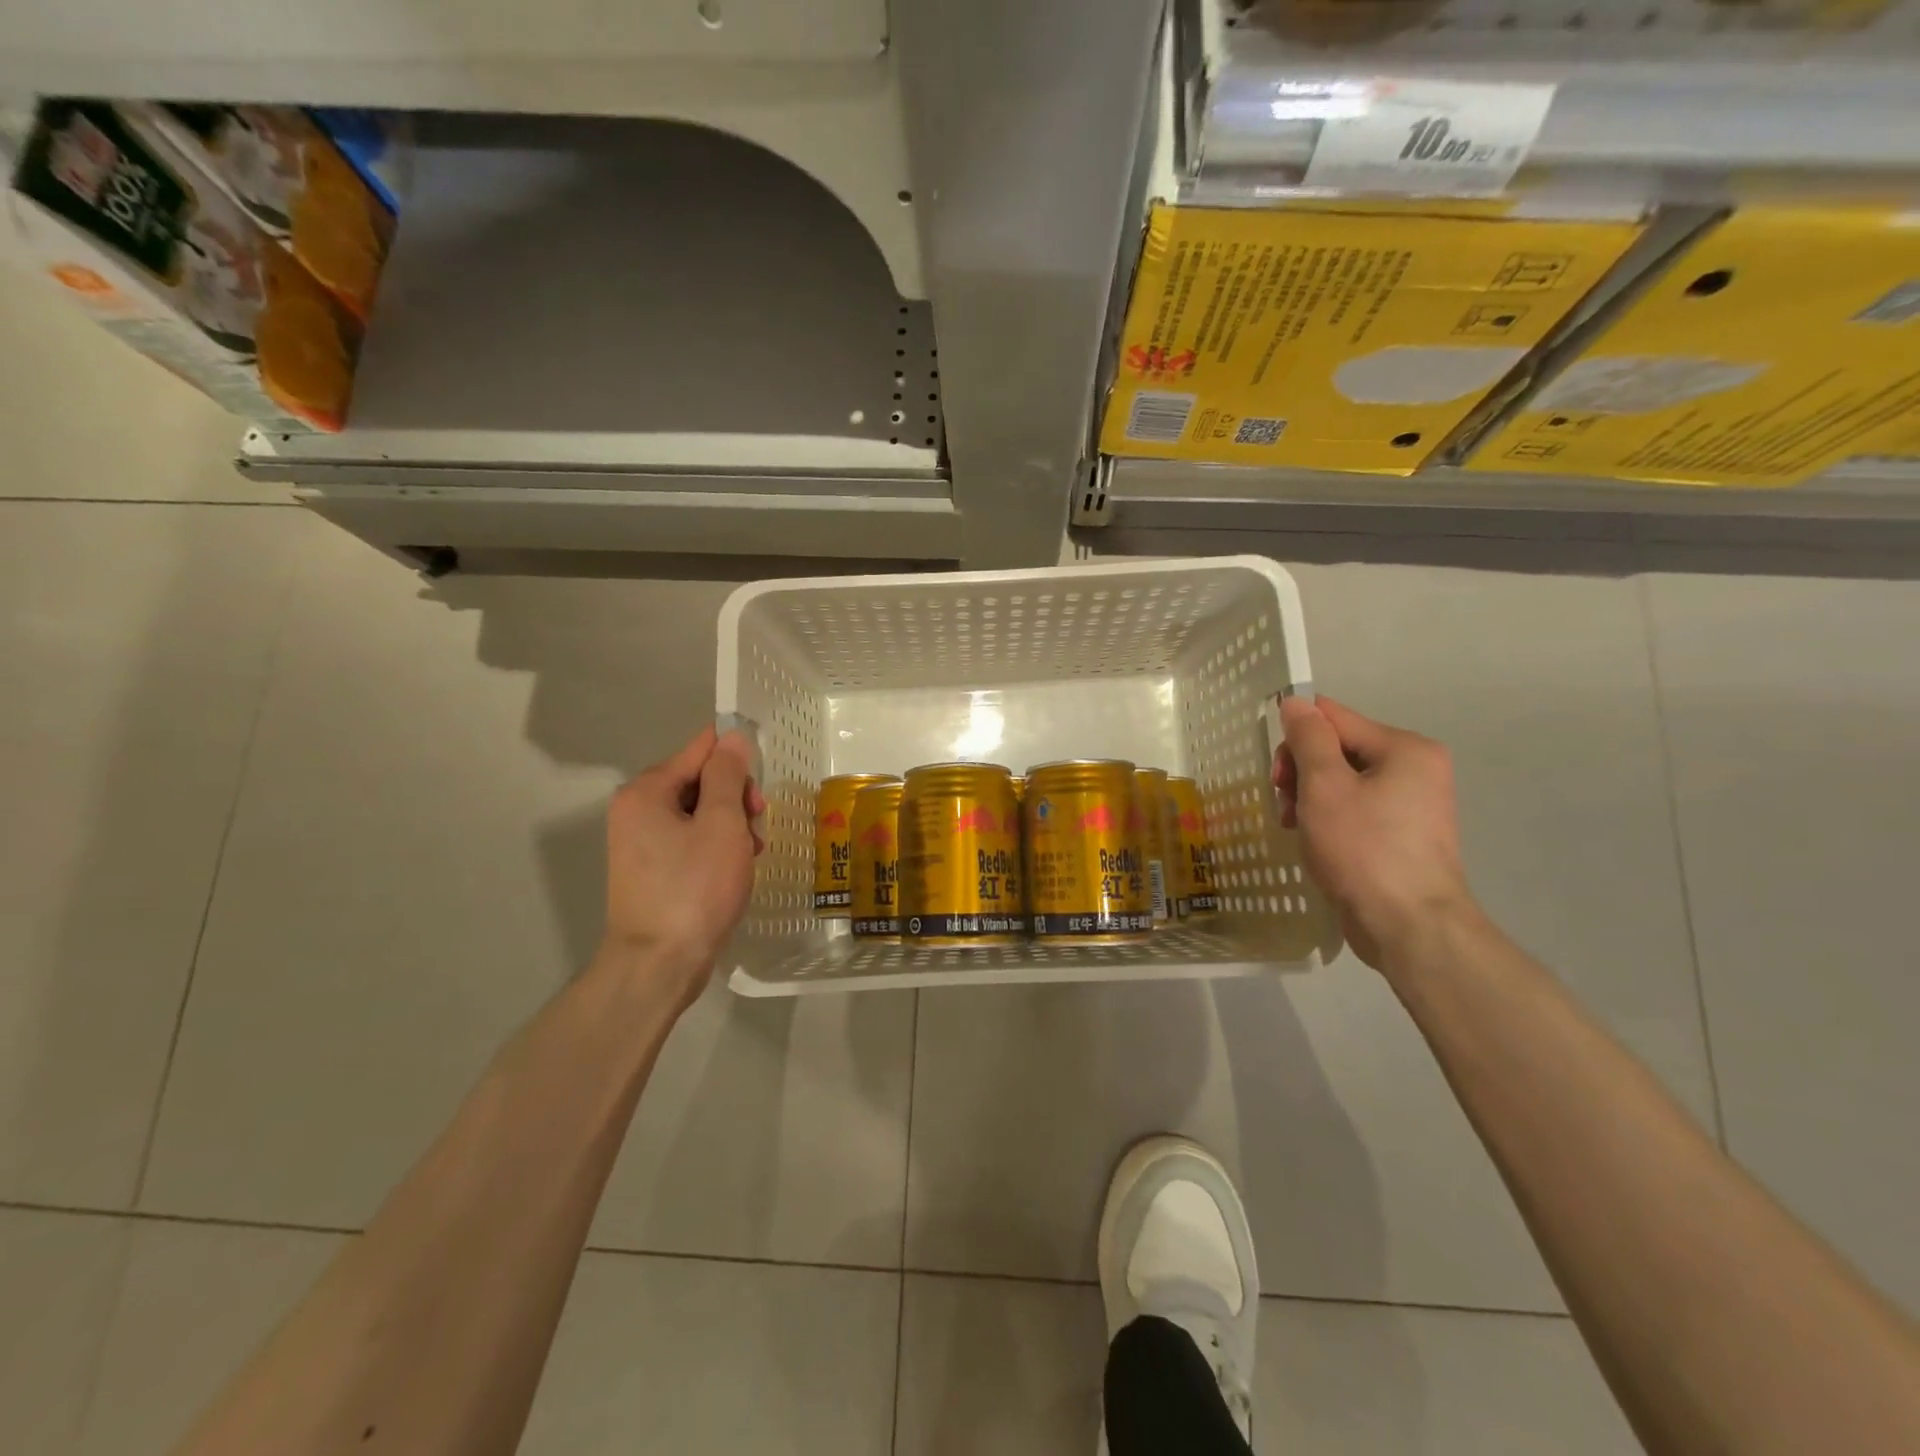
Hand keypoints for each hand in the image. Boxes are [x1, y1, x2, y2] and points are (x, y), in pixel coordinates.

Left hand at [598, 725, 765, 1009]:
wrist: (660, 964)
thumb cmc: (694, 888)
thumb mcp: (721, 823)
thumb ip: (727, 775)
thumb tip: (731, 738)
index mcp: (646, 791)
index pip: (699, 749)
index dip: (736, 759)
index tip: (761, 786)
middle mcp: (636, 810)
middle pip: (699, 781)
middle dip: (735, 797)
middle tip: (757, 823)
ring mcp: (641, 843)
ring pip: (699, 813)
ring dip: (731, 825)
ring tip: (750, 853)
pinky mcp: (652, 871)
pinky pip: (690, 841)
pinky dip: (716, 847)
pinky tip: (735, 869)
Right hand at [1273, 695, 1476, 974]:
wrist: (1409, 926)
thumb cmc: (1363, 849)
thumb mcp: (1325, 786)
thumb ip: (1308, 738)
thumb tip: (1296, 702)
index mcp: (1404, 748)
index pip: (1334, 718)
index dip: (1296, 738)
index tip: (1277, 775)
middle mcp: (1415, 768)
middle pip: (1337, 749)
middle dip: (1302, 772)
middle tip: (1285, 805)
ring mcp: (1412, 803)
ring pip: (1341, 781)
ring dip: (1309, 797)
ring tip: (1295, 827)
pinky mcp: (1402, 834)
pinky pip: (1355, 808)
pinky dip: (1328, 818)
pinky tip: (1314, 841)